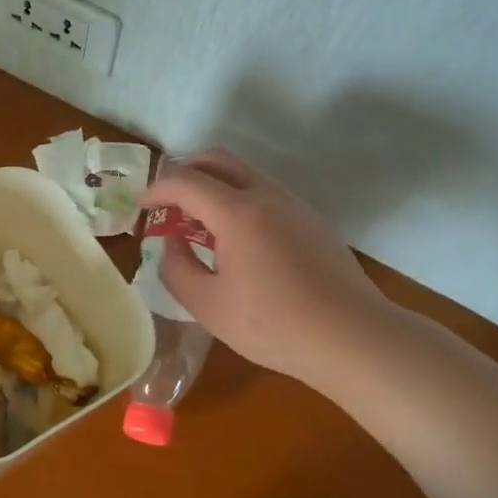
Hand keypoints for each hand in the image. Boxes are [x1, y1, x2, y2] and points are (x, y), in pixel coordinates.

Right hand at [141, 150, 402, 385]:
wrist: (354, 338)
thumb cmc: (275, 325)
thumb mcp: (209, 306)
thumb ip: (177, 269)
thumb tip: (172, 246)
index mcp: (237, 212)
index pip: (184, 181)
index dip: (156, 190)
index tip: (142, 208)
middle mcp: (266, 195)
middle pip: (216, 160)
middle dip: (184, 173)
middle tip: (168, 203)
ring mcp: (294, 204)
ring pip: (244, 174)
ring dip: (213, 186)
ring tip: (200, 225)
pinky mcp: (312, 220)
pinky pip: (265, 193)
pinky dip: (238, 200)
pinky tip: (237, 241)